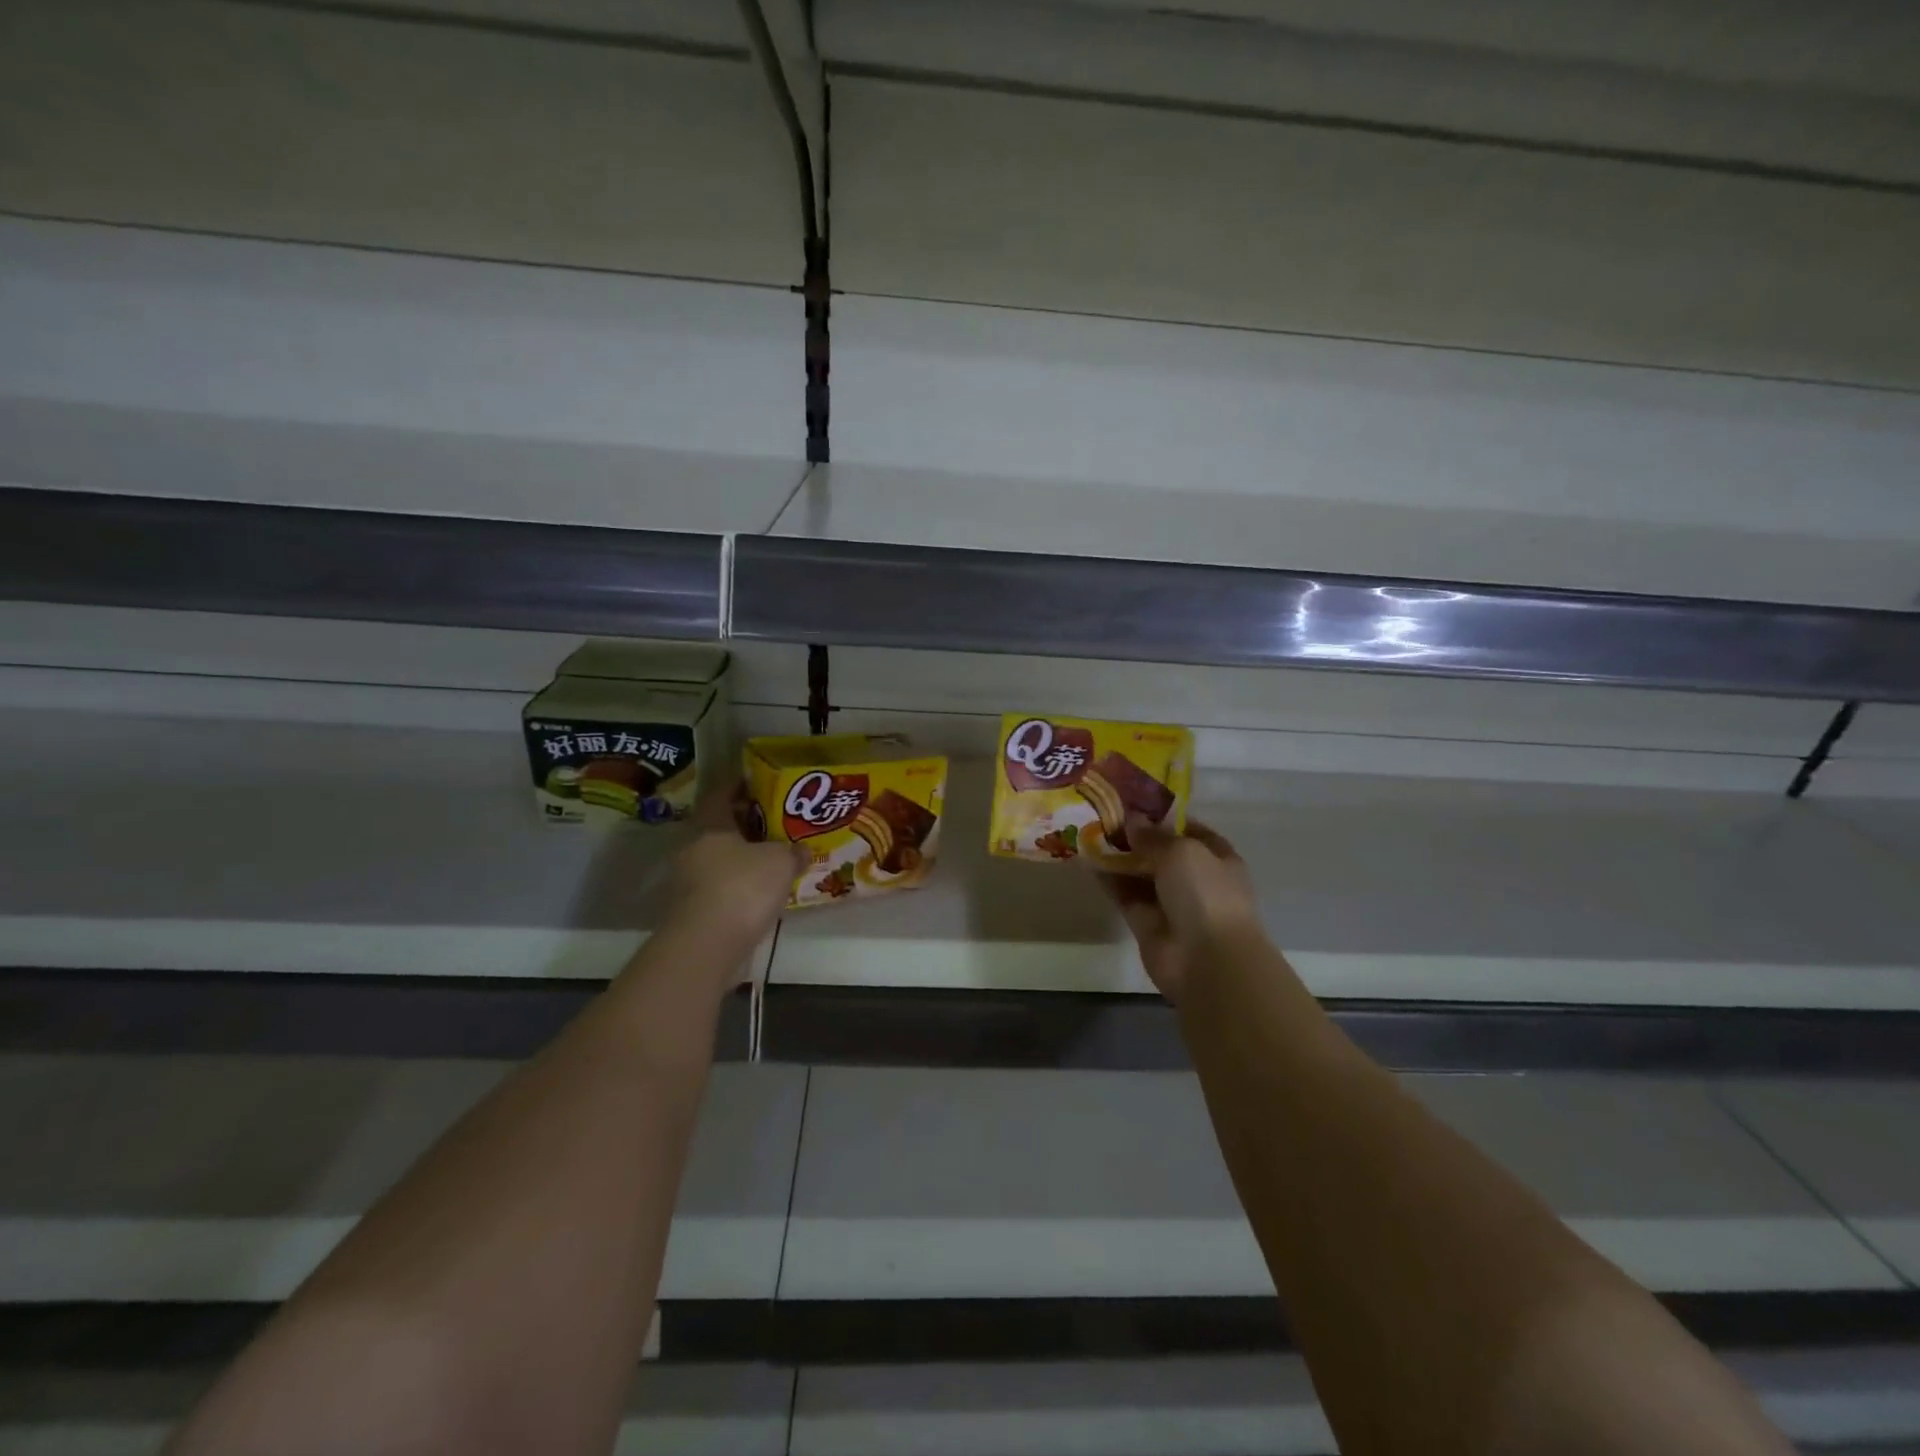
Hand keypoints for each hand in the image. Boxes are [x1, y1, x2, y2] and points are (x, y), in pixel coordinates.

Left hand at [668, 784, 804, 948]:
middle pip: (720, 828)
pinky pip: (721, 886)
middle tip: (776, 822)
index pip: (720, 794)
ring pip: (720, 859)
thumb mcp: (780, 862)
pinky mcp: (694, 910)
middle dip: (746, 824)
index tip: (759, 783)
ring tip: (775, 858)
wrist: (707, 945)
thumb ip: (793, 851)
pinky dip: (740, 884)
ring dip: (744, 857)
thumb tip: (803, 849)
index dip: (739, 786)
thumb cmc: (743, 887)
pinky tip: (763, 890)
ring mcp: (689, 881)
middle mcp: (693, 848)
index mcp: (710, 825)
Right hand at [1100, 818, 1260, 1003]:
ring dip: (1118, 857)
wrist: (1207, 960)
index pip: (1189, 829)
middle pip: (1161, 851)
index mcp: (1217, 857)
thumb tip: (1132, 820)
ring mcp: (1170, 902)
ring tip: (1087, 832)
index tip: (1132, 804)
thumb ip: (1153, 835)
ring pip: (1140, 873)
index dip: (1162, 817)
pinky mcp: (1146, 923)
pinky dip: (1108, 880)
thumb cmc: (1206, 894)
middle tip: (1101, 815)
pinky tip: (1086, 861)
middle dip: (1135, 836)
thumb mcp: (1181, 851)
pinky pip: (1125, 894)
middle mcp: (1195, 878)